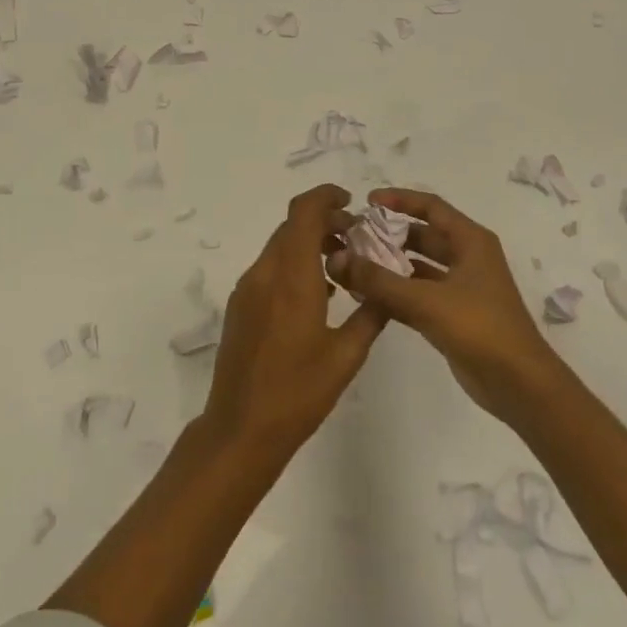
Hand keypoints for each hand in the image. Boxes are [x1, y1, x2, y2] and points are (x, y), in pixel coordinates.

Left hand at [202, 184, 387, 466]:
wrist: (241, 429)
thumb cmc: (299, 392)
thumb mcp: (347, 355)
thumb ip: (371, 314)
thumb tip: (386, 288)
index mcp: (292, 278)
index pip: (303, 212)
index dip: (326, 197)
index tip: (351, 203)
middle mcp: (265, 273)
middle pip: (292, 226)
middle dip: (324, 223)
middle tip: (356, 240)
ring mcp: (247, 289)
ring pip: (280, 247)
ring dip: (309, 244)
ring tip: (341, 268)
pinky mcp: (240, 306)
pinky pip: (269, 269)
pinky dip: (294, 265)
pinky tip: (317, 295)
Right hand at [328, 189, 562, 421]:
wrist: (519, 384)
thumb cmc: (480, 328)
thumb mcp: (427, 300)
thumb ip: (380, 281)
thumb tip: (338, 259)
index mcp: (471, 241)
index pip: (431, 207)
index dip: (400, 200)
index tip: (367, 201)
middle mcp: (468, 258)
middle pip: (424, 236)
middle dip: (389, 235)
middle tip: (353, 236)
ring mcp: (461, 288)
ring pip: (420, 267)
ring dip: (390, 265)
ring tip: (353, 264)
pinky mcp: (453, 316)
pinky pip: (419, 294)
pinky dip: (396, 293)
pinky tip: (366, 297)